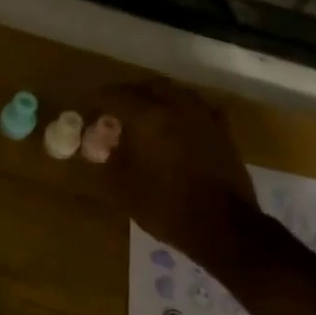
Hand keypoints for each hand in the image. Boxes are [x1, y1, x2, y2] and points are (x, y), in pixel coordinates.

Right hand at [96, 80, 256, 254]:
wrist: (224, 227)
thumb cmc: (166, 206)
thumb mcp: (122, 187)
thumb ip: (107, 158)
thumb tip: (102, 144)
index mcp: (147, 115)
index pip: (115, 95)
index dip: (99, 103)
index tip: (91, 115)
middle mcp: (176, 105)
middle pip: (146, 87)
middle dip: (129, 96)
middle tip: (117, 114)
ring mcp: (203, 115)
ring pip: (174, 93)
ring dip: (156, 100)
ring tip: (146, 119)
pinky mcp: (222, 129)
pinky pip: (196, 108)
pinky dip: (181, 112)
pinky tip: (177, 129)